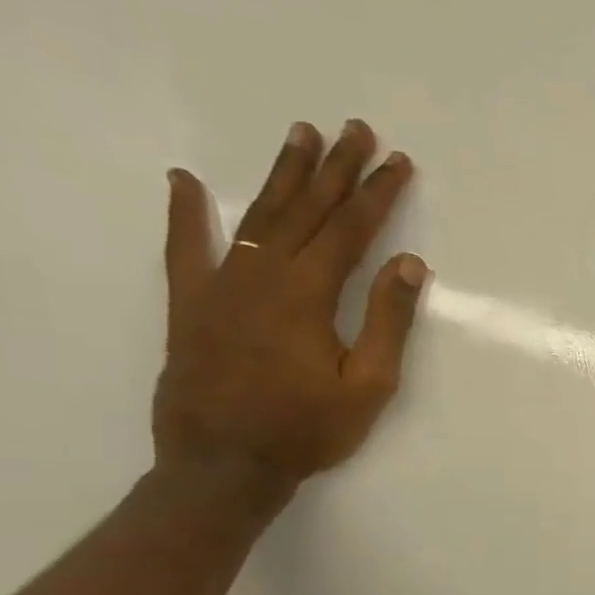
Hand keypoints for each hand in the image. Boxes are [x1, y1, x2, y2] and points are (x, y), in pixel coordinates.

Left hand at [153, 119, 427, 494]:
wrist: (223, 465)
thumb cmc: (308, 429)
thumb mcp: (369, 385)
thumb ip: (388, 321)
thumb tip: (408, 263)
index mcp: (310, 294)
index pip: (351, 230)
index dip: (378, 194)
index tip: (398, 163)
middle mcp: (262, 275)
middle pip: (306, 210)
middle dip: (335, 169)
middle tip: (355, 130)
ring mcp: (220, 285)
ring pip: (257, 216)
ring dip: (282, 175)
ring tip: (301, 135)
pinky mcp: (190, 304)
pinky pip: (186, 248)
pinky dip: (186, 214)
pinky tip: (187, 183)